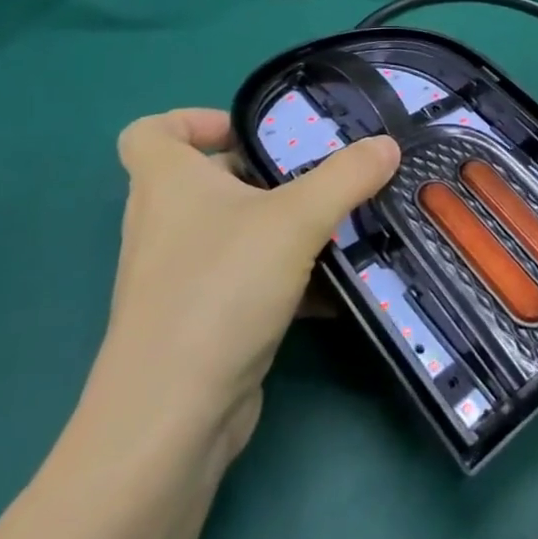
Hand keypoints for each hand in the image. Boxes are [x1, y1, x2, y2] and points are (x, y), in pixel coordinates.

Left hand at [86, 110, 399, 455]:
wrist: (171, 418)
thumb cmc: (219, 290)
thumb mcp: (296, 219)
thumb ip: (347, 176)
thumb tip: (387, 144)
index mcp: (167, 184)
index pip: (150, 131)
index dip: (192, 120)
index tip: (248, 130)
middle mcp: (163, 225)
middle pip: (204, 180)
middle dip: (262, 173)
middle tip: (317, 174)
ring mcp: (177, 278)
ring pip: (230, 233)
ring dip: (279, 226)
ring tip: (337, 224)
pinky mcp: (199, 322)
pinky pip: (244, 280)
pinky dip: (284, 278)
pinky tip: (334, 290)